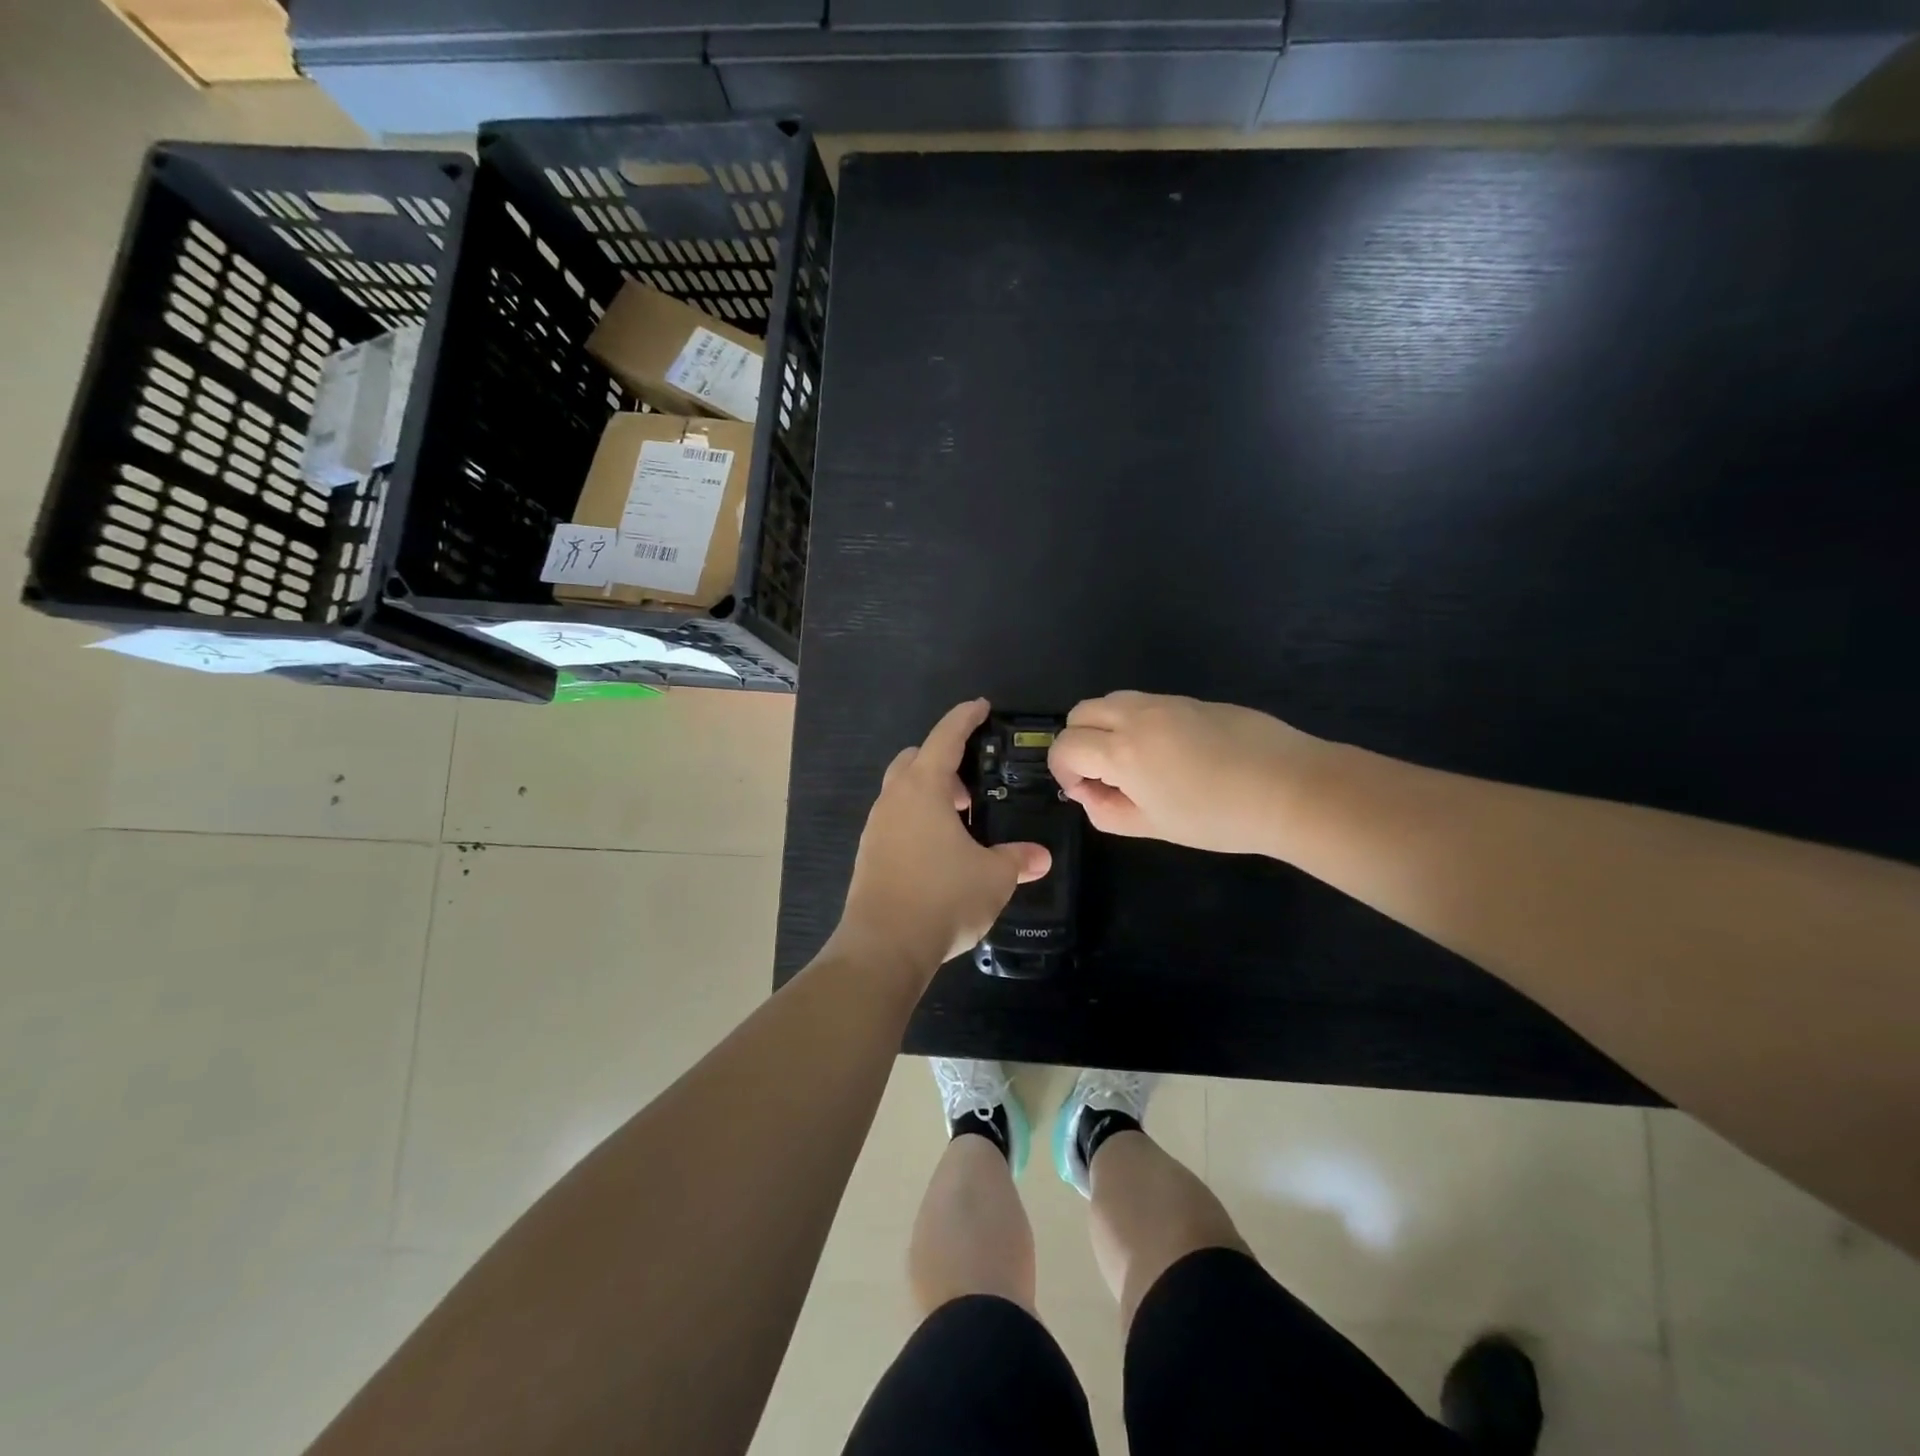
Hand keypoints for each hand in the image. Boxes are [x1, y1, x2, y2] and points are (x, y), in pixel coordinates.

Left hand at [832, 699, 1052, 975]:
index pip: (946, 737)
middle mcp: (894, 800)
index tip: (981, 706)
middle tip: (973, 784)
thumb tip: (1040, 857)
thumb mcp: (993, 877)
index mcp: (923, 789)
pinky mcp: (868, 854)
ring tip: (961, 822)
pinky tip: (939, 851)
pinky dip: (917, 820)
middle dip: (944, 760)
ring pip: (902, 792)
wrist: (883, 947)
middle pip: (915, 760)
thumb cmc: (942, 897)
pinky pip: (895, 820)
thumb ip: (1017, 859)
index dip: (965, 717)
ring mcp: (876, 827)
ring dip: (930, 794)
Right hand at [1048, 691, 1324, 855]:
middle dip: (1077, 742)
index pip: (1065, 745)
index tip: (1083, 793)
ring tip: (1132, 762)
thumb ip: (1107, 811)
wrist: (1292, 788)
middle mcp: (1137, 715)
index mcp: (1122, 749)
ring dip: (1104, 727)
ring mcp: (1167, 702)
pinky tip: (1168, 753)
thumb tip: (1088, 793)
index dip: (1062, 771)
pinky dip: (1135, 721)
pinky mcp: (1194, 699)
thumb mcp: (1154, 826)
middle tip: (1101, 775)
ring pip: (1112, 700)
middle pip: (1081, 712)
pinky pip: (1146, 702)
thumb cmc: (1219, 817)